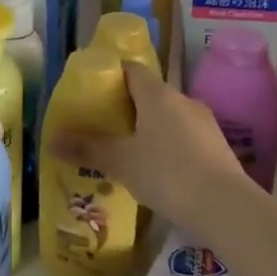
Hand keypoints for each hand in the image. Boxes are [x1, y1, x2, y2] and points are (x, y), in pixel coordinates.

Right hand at [50, 61, 254, 233]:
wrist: (225, 206)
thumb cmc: (166, 173)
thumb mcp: (120, 161)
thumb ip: (86, 148)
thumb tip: (50, 140)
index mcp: (157, 94)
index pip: (132, 69)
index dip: (112, 75)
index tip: (94, 90)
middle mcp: (183, 100)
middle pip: (150, 94)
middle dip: (128, 107)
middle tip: (104, 127)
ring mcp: (205, 123)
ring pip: (169, 117)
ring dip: (150, 129)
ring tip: (129, 152)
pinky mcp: (218, 147)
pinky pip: (185, 137)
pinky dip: (169, 146)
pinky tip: (158, 171)